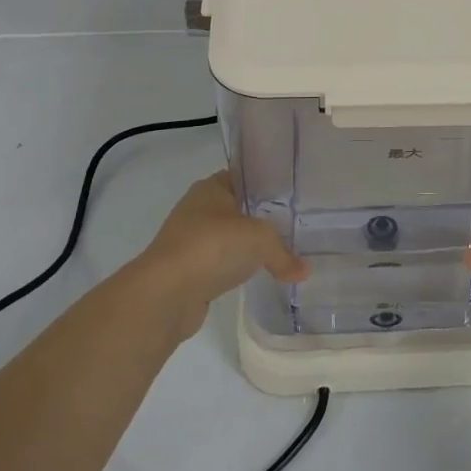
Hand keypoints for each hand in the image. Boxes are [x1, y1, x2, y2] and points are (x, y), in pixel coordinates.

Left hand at [130, 173, 308, 337]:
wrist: (166, 293)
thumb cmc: (213, 247)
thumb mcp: (260, 240)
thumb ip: (284, 252)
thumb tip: (305, 271)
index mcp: (211, 188)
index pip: (245, 176)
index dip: (268, 183)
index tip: (294, 193)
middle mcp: (198, 209)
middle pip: (239, 208)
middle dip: (263, 216)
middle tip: (296, 223)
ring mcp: (191, 240)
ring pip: (229, 237)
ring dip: (249, 245)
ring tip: (282, 251)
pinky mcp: (189, 270)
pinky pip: (221, 263)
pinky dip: (237, 268)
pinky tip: (258, 275)